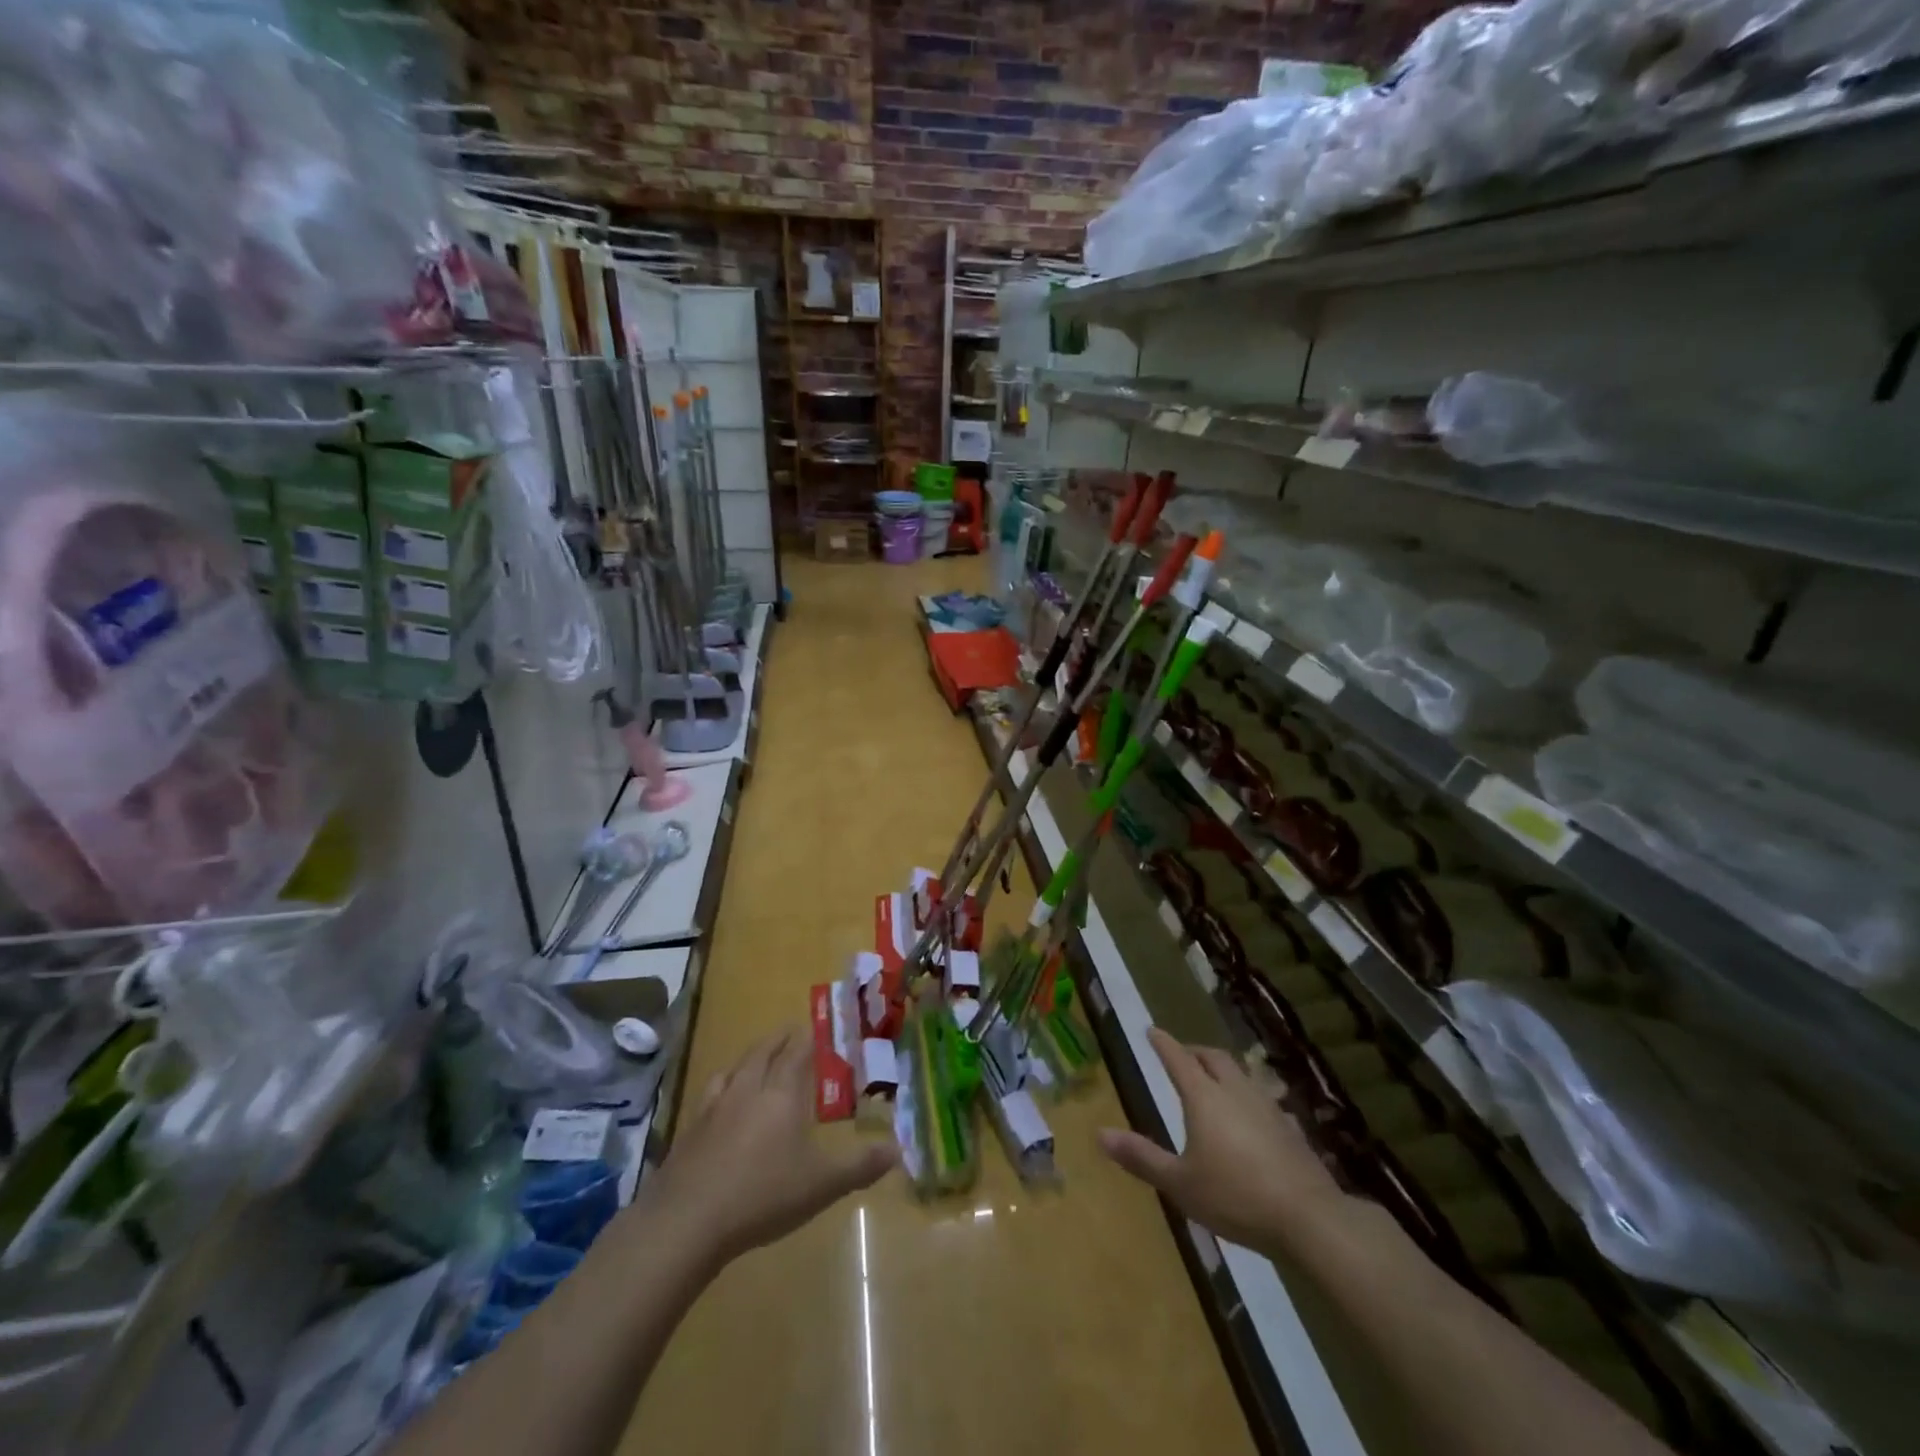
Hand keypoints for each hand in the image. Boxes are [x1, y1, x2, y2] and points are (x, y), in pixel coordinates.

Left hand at [649, 1027, 898, 1267]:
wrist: (688, 1220)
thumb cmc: (763, 1195)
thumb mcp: (822, 1185)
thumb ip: (860, 1166)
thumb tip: (899, 1150)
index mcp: (782, 1095)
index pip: (796, 1054)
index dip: (806, 1040)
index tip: (813, 1027)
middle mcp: (748, 1090)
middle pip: (762, 1053)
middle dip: (777, 1040)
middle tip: (788, 1031)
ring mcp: (714, 1108)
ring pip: (733, 1070)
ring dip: (747, 1059)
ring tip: (754, 1058)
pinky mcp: (689, 1131)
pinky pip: (709, 1095)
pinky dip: (720, 1087)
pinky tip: (718, 1100)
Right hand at [1099, 1028, 1350, 1255]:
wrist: (1309, 1218)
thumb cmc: (1235, 1196)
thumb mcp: (1180, 1183)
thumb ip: (1141, 1157)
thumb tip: (1100, 1133)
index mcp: (1204, 1097)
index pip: (1178, 1058)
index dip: (1163, 1043)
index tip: (1151, 1030)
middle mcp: (1235, 1091)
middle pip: (1213, 1058)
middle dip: (1194, 1052)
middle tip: (1182, 1056)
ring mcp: (1267, 1106)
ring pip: (1241, 1073)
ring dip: (1223, 1070)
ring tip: (1214, 1081)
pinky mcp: (1290, 1128)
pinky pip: (1262, 1098)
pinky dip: (1247, 1096)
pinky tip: (1251, 1116)